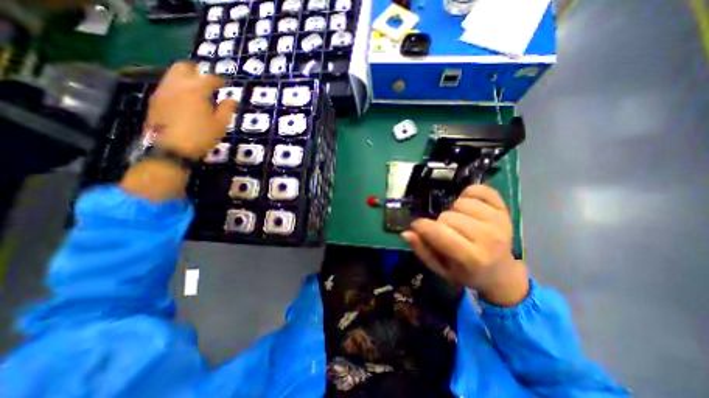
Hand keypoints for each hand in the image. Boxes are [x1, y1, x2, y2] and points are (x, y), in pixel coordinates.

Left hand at [146, 60, 234, 158]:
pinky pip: (167, 86)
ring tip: (196, 91)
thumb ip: (226, 109)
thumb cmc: (201, 136)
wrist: (171, 148)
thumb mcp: (220, 125)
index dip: (219, 80)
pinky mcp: (155, 100)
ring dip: (185, 79)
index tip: (224, 85)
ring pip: (172, 75)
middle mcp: (177, 84)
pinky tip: (185, 100)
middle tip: (207, 82)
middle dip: (196, 71)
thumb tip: (231, 100)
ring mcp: (163, 91)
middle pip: (184, 67)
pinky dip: (177, 88)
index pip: (209, 78)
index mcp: (196, 89)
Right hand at [401, 184, 528, 305]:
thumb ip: (422, 250)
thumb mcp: (440, 268)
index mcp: (472, 257)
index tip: (418, 227)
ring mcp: (499, 221)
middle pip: (448, 216)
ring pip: (460, 202)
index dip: (421, 226)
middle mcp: (489, 237)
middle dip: (440, 223)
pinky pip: (478, 190)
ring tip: (458, 222)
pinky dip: (468, 194)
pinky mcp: (504, 209)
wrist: (500, 273)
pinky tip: (468, 207)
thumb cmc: (466, 272)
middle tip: (445, 232)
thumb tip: (406, 233)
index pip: (438, 232)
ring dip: (453, 211)